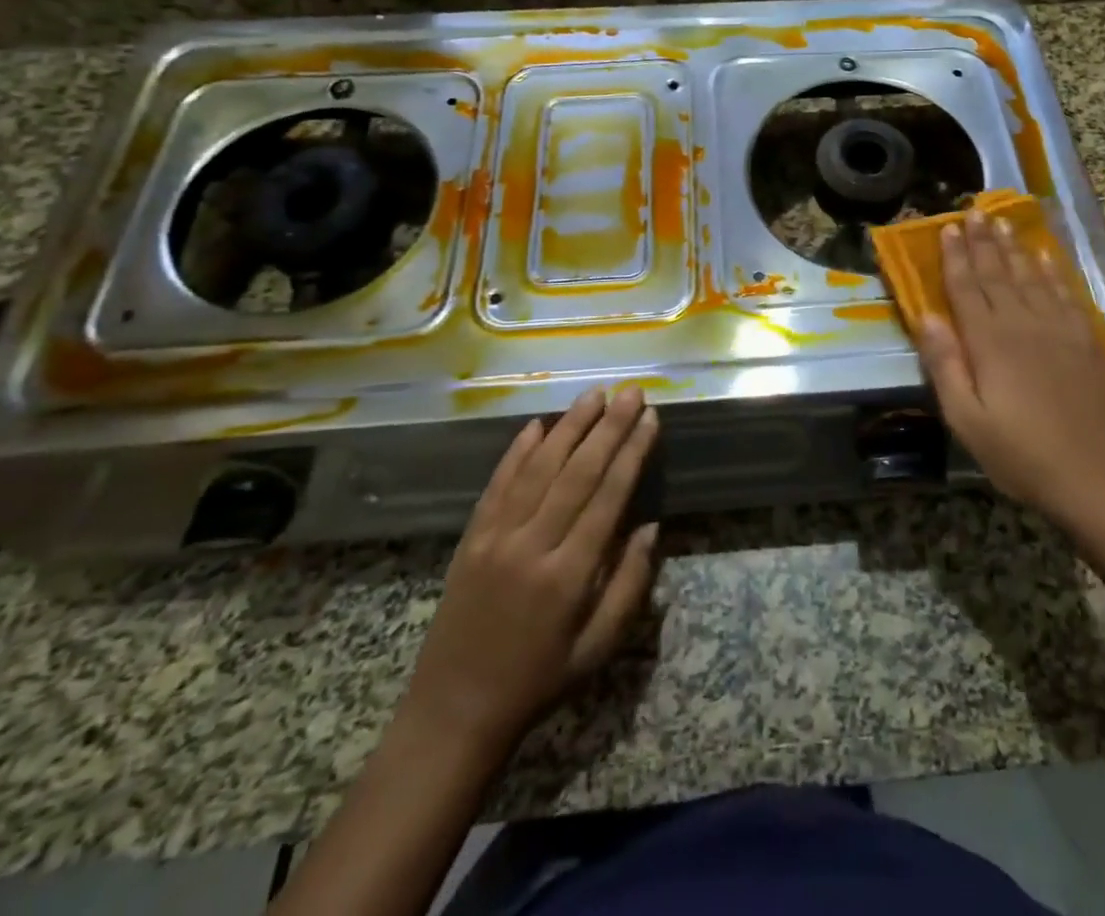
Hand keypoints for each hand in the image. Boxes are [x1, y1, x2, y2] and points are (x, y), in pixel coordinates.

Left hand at [403, 386, 659, 752]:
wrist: (453, 713)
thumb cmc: (538, 682)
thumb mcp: (597, 649)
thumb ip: (629, 585)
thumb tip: (651, 527)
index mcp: (568, 576)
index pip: (608, 497)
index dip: (632, 453)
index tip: (649, 418)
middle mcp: (531, 546)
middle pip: (577, 472)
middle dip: (608, 427)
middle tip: (630, 391)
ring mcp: (495, 538)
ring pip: (538, 468)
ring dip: (568, 426)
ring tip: (593, 394)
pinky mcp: (471, 538)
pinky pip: (498, 484)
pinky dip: (518, 452)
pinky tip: (537, 424)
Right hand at [915, 211, 1104, 527]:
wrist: (1096, 477)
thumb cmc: (1020, 454)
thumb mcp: (966, 418)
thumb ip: (945, 364)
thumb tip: (926, 315)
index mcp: (990, 342)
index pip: (967, 288)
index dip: (955, 257)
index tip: (947, 227)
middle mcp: (1024, 324)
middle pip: (998, 274)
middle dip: (983, 242)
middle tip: (974, 211)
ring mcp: (1060, 329)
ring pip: (1031, 277)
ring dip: (1015, 248)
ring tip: (1003, 222)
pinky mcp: (1086, 341)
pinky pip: (1066, 293)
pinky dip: (1053, 271)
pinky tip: (1045, 257)